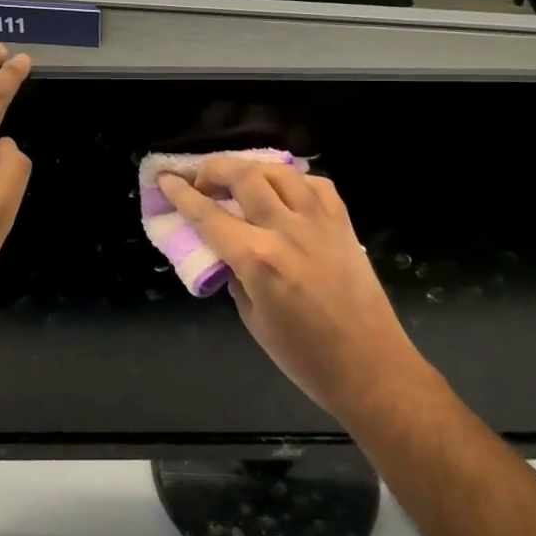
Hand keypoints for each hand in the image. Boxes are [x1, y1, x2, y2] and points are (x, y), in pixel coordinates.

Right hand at [159, 159, 431, 424]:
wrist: (370, 366)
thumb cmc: (305, 356)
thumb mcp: (253, 320)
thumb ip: (235, 275)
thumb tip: (225, 250)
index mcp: (258, 259)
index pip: (208, 214)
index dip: (181, 193)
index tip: (165, 179)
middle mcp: (286, 229)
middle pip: (243, 176)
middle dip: (212, 169)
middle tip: (200, 181)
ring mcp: (319, 221)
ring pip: (279, 170)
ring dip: (251, 168)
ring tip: (239, 180)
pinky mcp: (343, 223)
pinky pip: (315, 183)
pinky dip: (292, 180)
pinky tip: (284, 191)